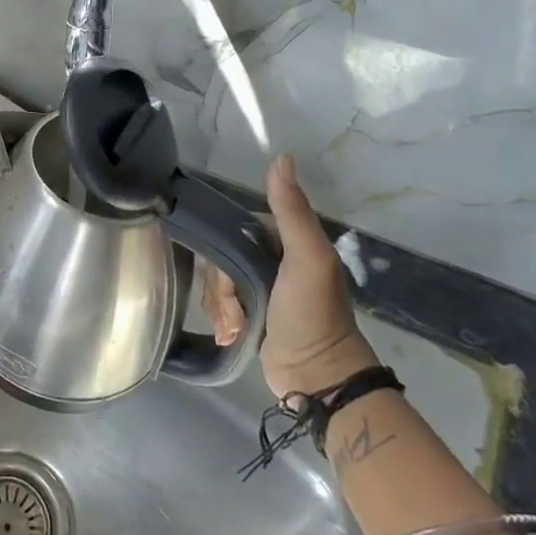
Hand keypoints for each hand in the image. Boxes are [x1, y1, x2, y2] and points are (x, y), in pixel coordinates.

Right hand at [200, 155, 378, 397]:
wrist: (318, 378)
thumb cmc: (312, 314)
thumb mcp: (307, 257)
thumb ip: (291, 209)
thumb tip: (281, 156)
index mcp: (284, 240)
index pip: (233, 229)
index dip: (222, 251)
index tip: (227, 278)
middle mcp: (271, 259)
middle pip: (220, 258)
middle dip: (220, 288)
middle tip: (233, 311)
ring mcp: (261, 288)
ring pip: (217, 283)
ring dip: (220, 307)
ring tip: (234, 329)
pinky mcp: (252, 314)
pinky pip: (221, 305)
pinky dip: (222, 320)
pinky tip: (231, 336)